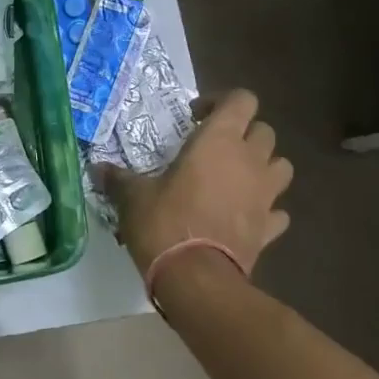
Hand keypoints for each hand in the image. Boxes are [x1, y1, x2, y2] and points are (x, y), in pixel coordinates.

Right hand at [96, 90, 292, 278]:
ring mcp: (265, 195)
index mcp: (218, 141)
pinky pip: (277, 210)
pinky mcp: (269, 227)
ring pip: (281, 166)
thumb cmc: (164, 223)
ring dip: (263, 166)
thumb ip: (118, 179)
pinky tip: (245, 215)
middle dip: (243, 133)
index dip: (221, 101)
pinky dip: (266, 209)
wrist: (196, 278)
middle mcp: (249, 161)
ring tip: (235, 177)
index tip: (194, 116)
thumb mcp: (133, 197)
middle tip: (213, 148)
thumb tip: (97, 169)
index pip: (242, 100)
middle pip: (264, 130)